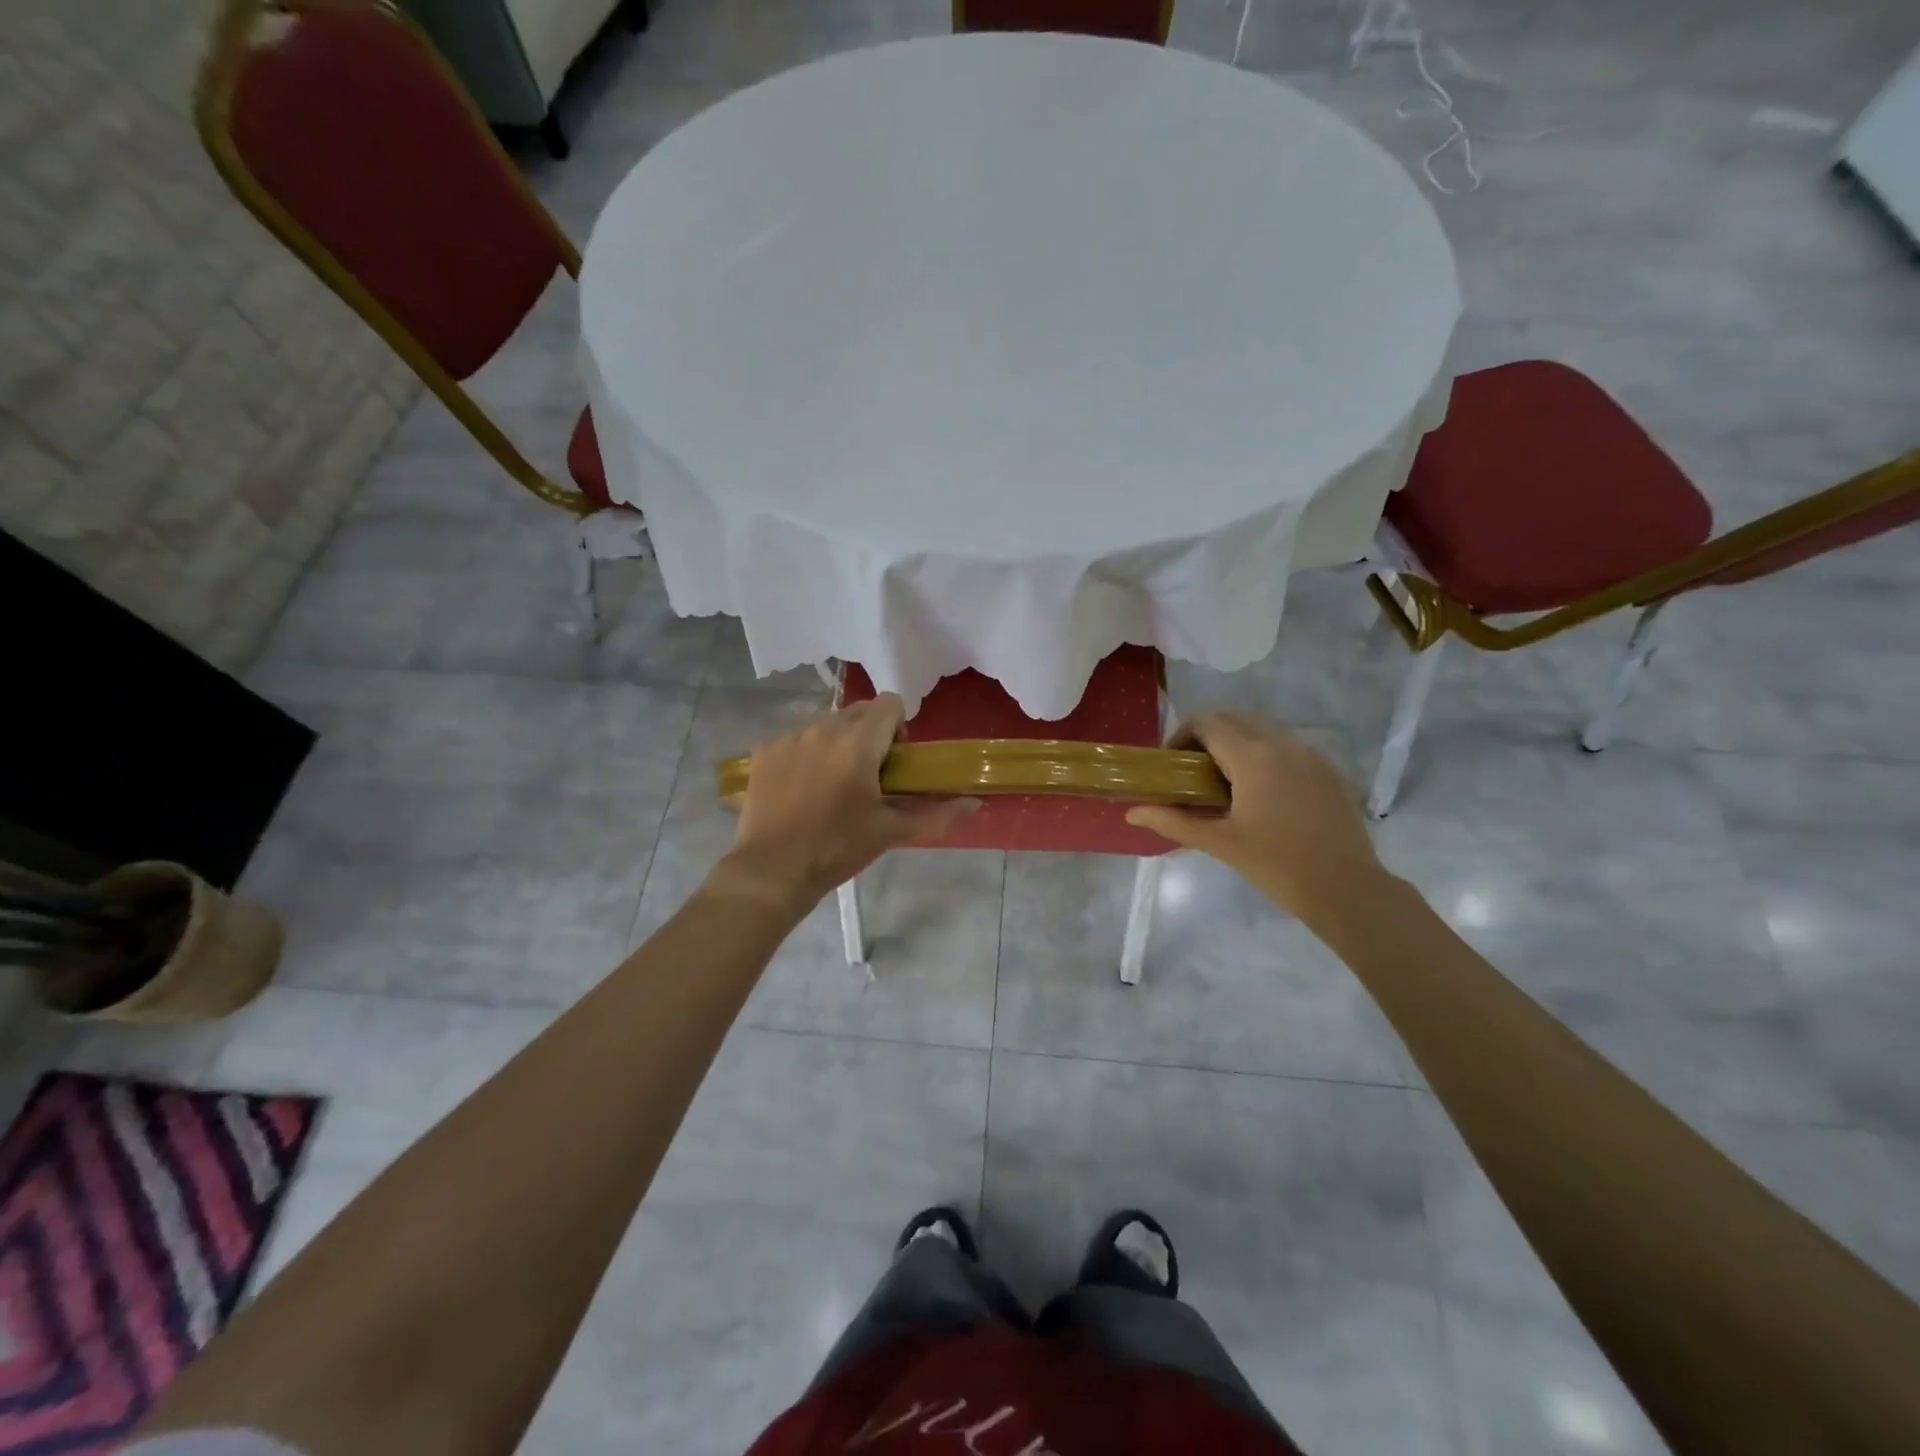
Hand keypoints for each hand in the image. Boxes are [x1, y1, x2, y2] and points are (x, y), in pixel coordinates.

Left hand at [714, 694, 978, 914]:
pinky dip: (807, 753)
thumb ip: (935, 813)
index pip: (890, 704)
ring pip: (827, 723)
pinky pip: (798, 737)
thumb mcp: (889, 832)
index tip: (893, 763)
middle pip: (859, 712)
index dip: (898, 728)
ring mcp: (790, 736)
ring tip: (832, 786)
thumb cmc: (837, 849)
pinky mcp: (766, 749)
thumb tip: (974, 804)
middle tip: (868, 778)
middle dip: (870, 736)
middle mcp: (822, 728)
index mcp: (856, 743)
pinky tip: (802, 789)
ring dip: (838, 743)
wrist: (771, 872)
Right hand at [1126, 713, 1387, 925]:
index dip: (1181, 736)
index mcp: (1253, 756)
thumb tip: (1132, 814)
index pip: (1207, 723)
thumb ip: (1173, 821)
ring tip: (1224, 785)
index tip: (1171, 764)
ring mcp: (1311, 754)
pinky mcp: (1329, 770)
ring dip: (1236, 745)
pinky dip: (1264, 756)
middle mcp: (1283, 743)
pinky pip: (1287, 748)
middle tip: (1192, 773)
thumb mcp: (1219, 843)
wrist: (1347, 889)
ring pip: (1262, 731)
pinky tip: (1261, 795)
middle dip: (1207, 737)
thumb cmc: (1276, 865)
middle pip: (1234, 720)